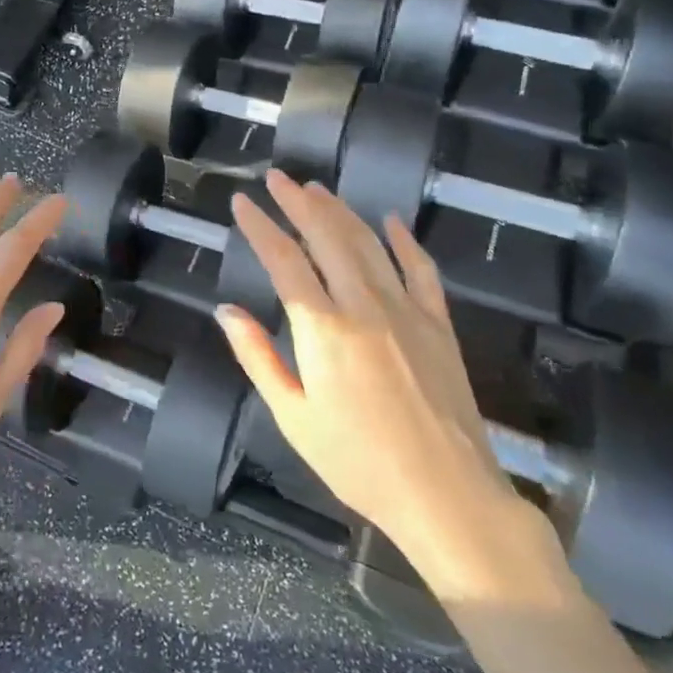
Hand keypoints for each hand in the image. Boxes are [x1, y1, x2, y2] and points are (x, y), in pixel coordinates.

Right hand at [216, 171, 519, 551]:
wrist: (446, 495)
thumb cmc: (358, 462)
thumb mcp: (292, 417)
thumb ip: (257, 357)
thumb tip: (226, 310)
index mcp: (322, 329)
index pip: (284, 260)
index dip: (260, 226)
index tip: (242, 201)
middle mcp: (364, 305)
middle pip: (326, 237)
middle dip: (297, 202)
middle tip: (277, 177)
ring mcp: (407, 310)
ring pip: (368, 243)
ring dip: (340, 211)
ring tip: (317, 189)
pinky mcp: (438, 324)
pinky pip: (421, 269)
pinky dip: (404, 240)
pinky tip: (391, 220)